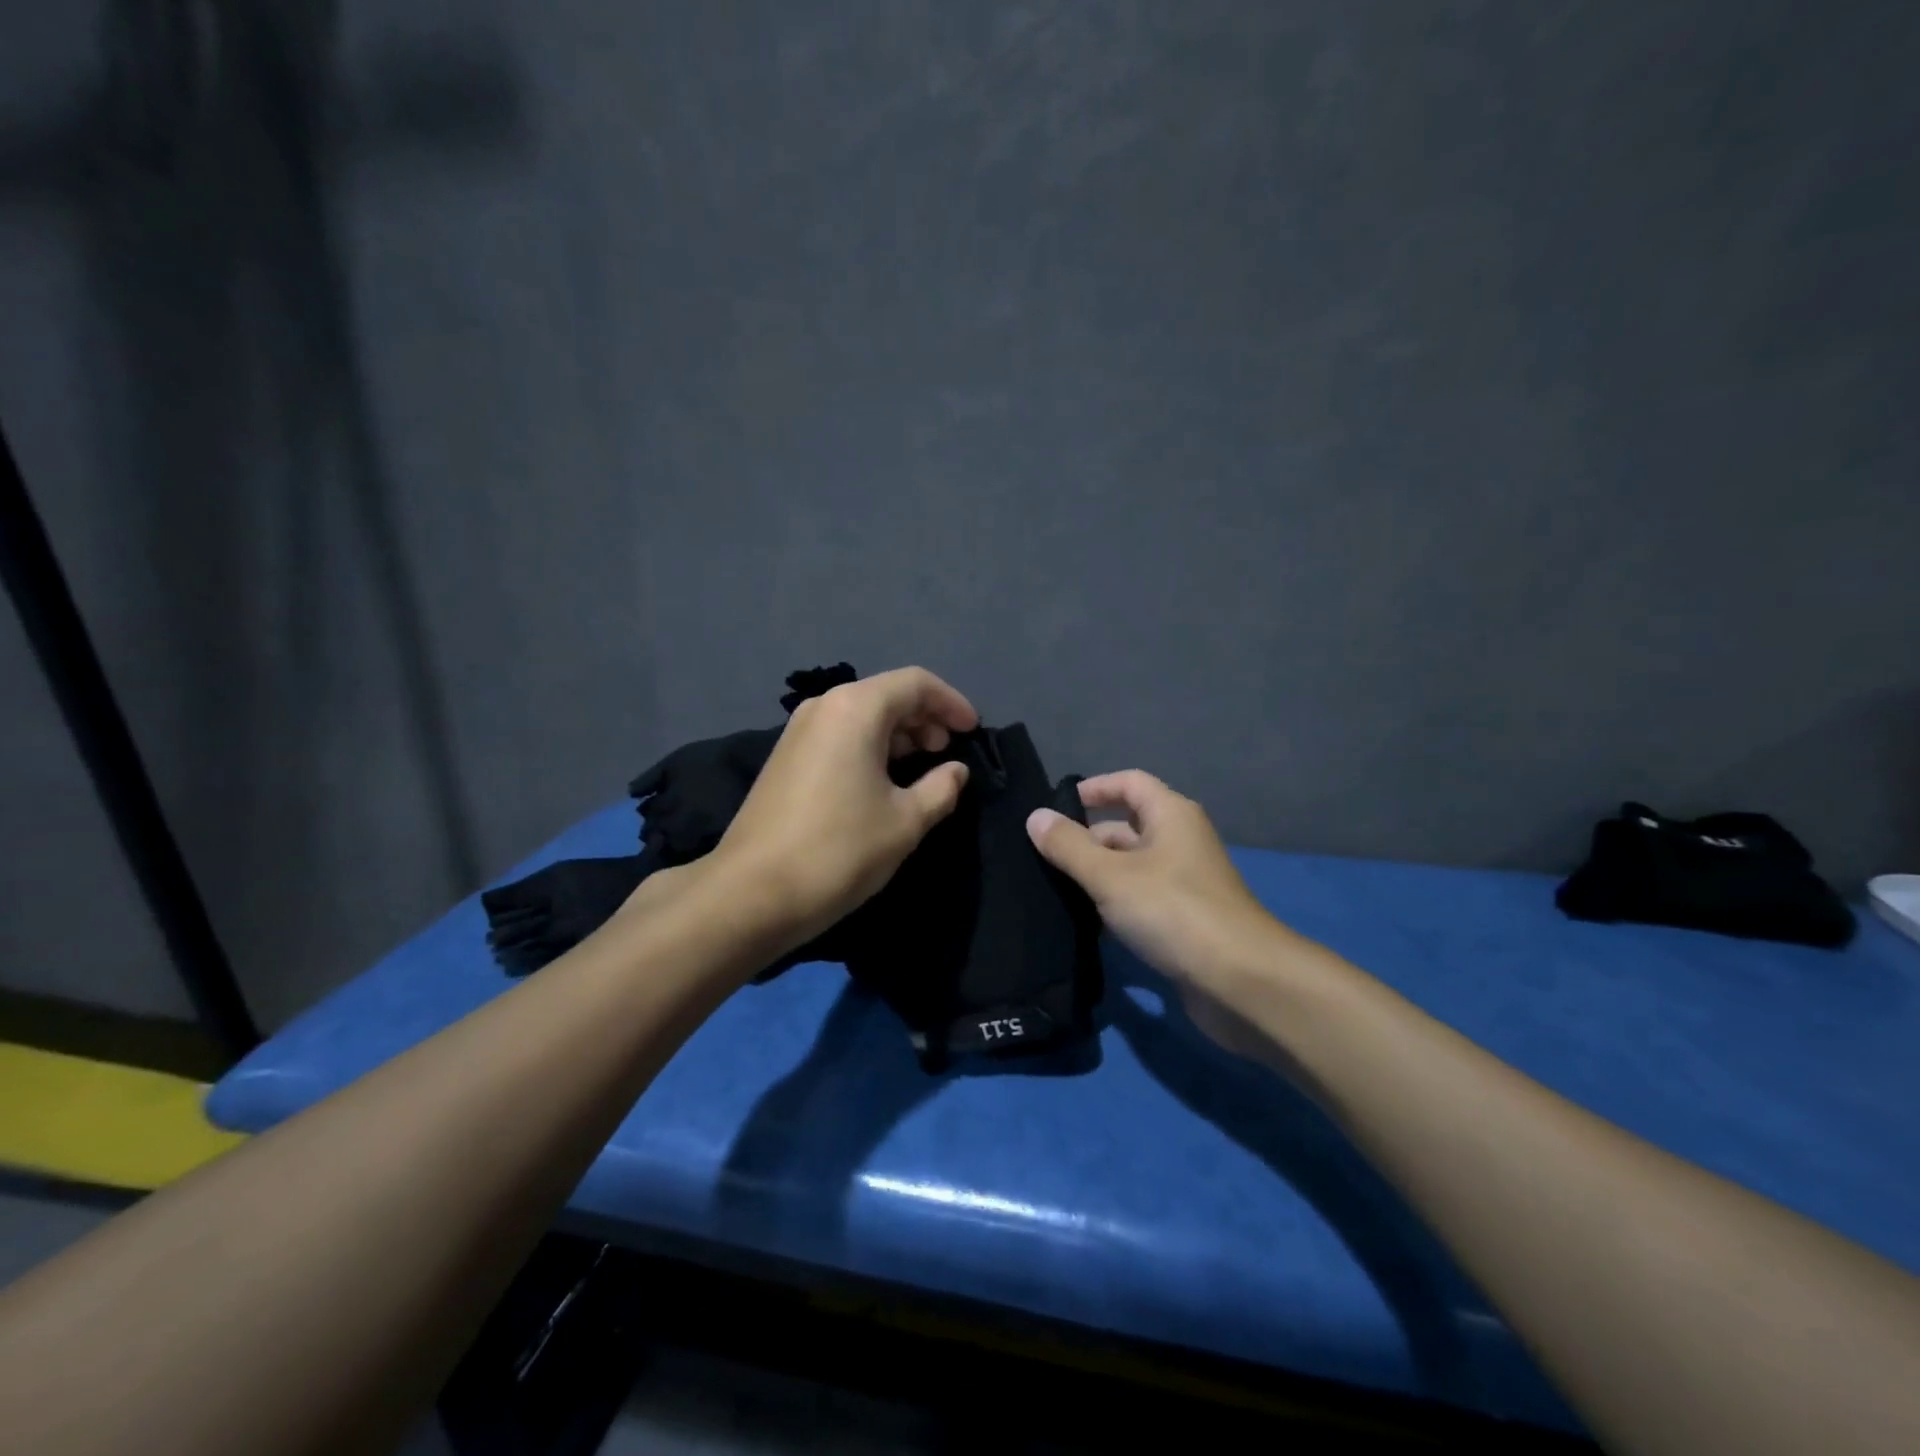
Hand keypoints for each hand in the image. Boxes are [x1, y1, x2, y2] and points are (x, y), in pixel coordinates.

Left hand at [709, 666, 978, 944]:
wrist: (752, 893)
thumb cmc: (840, 850)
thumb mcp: (905, 822)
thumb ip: (941, 788)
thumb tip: (955, 771)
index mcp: (855, 709)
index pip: (916, 683)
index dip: (951, 703)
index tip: (973, 730)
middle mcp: (823, 707)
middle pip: (886, 694)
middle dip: (924, 718)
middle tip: (948, 751)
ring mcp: (798, 731)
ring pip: (861, 716)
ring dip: (898, 735)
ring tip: (922, 767)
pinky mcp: (785, 758)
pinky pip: (840, 736)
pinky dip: (870, 747)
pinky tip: (883, 781)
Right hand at [1026, 771, 1286, 1024]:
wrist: (1240, 981)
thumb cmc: (1173, 911)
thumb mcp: (1110, 875)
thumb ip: (1069, 846)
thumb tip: (1035, 817)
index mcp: (1171, 815)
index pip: (1129, 783)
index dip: (1094, 788)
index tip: (1056, 808)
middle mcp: (1180, 841)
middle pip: (1126, 826)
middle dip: (1086, 839)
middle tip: (1041, 858)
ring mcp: (1184, 883)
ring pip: (1130, 867)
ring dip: (1096, 876)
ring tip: (1052, 890)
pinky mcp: (1183, 920)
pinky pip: (1140, 900)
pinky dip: (1114, 906)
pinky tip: (1085, 924)